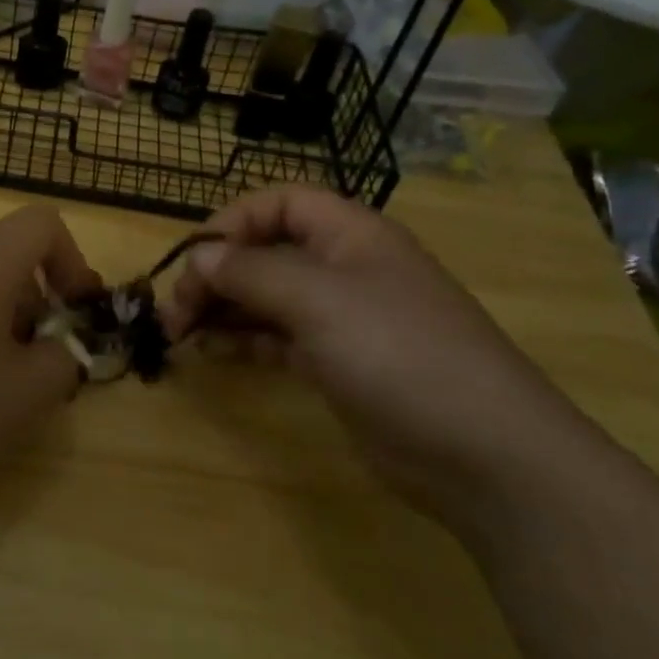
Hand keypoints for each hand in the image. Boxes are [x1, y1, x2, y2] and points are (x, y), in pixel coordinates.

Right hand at [165, 186, 596, 527]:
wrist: (484, 455)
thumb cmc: (398, 353)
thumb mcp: (317, 299)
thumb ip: (250, 271)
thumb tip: (199, 256)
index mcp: (350, 234)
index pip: (278, 204)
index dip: (231, 222)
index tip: (192, 260)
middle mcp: (344, 268)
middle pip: (265, 252)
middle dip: (216, 273)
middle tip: (174, 310)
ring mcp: (343, 318)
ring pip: (267, 297)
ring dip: (222, 308)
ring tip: (180, 333)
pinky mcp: (339, 364)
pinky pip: (278, 338)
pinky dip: (243, 340)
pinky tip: (213, 353)